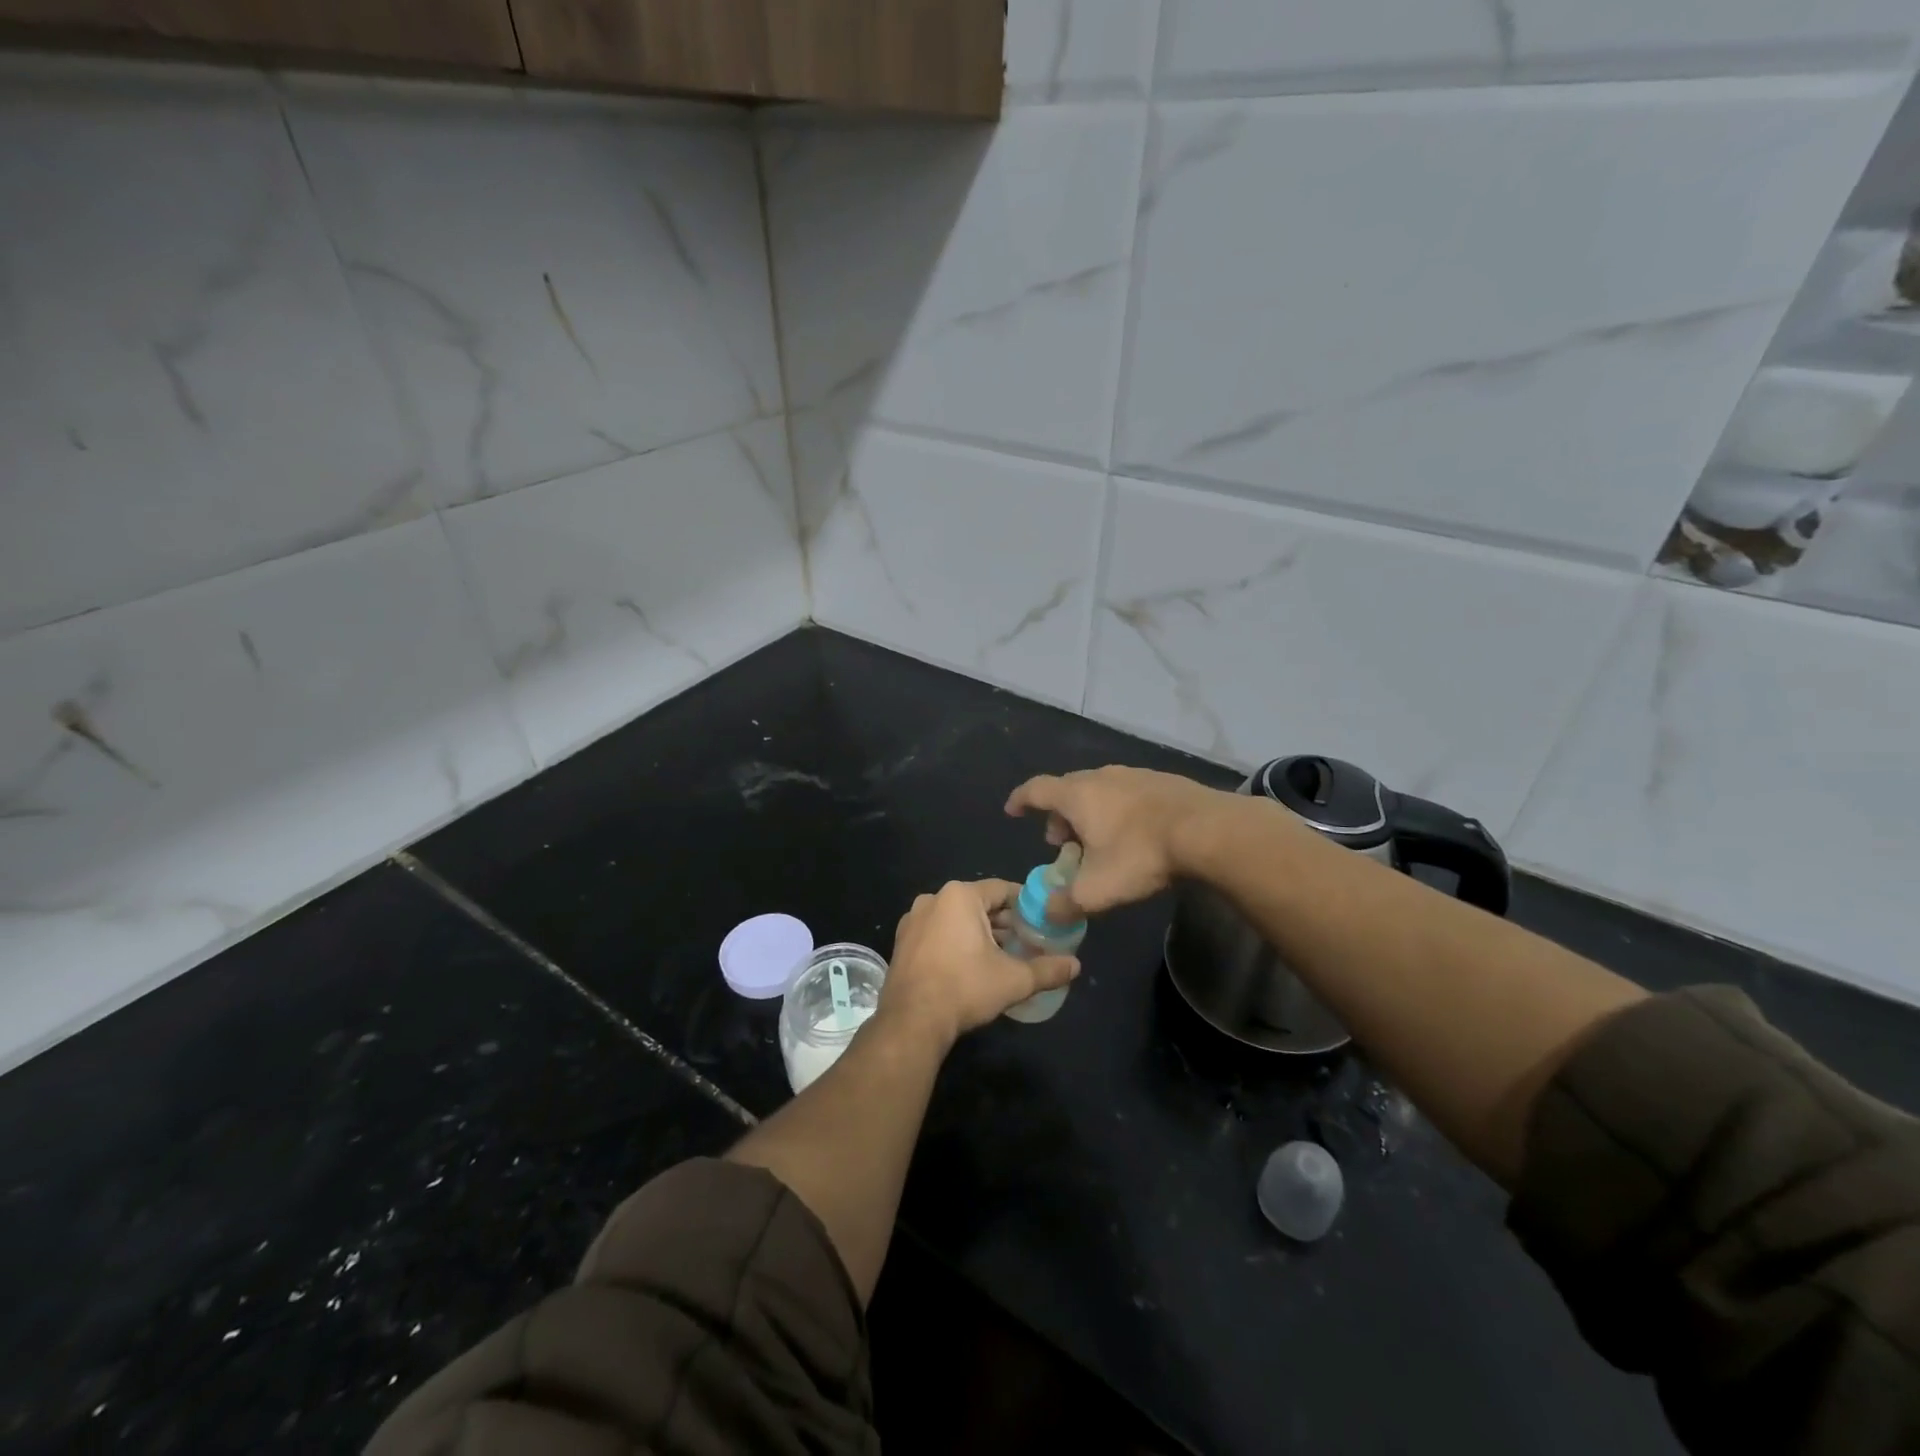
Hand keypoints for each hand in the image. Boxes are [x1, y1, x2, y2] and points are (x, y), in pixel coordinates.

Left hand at [881, 880, 1079, 1047]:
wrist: (912, 1021)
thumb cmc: (965, 988)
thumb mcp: (1013, 979)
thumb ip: (1047, 969)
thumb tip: (1076, 966)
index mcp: (959, 896)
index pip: (1002, 890)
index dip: (1025, 904)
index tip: (1042, 920)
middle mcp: (933, 899)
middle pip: (978, 903)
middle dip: (1003, 921)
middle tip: (1026, 942)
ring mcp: (913, 920)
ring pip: (956, 918)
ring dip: (979, 932)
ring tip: (1002, 956)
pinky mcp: (902, 942)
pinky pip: (937, 932)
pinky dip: (955, 942)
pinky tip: (970, 965)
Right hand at [1004, 766, 1239, 917]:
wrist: (1207, 831)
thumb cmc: (1140, 855)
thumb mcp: (1097, 890)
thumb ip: (1065, 903)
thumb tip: (1047, 913)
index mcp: (1077, 795)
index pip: (1035, 789)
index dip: (1020, 800)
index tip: (1012, 811)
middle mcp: (1101, 776)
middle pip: (1068, 790)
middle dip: (1059, 816)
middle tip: (1062, 843)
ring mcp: (1134, 774)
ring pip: (1099, 790)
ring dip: (1090, 813)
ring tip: (1099, 842)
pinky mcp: (1162, 781)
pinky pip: (1127, 793)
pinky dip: (1118, 810)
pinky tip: (1134, 834)